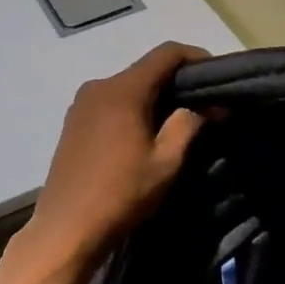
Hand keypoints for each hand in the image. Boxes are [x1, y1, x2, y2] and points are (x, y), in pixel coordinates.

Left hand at [20, 42, 207, 271]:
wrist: (66, 229)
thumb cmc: (121, 194)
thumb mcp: (166, 162)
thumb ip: (189, 124)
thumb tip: (210, 104)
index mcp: (122, 90)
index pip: (166, 53)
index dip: (196, 57)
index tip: (218, 76)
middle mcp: (98, 87)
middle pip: (146, 69)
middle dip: (177, 82)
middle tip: (205, 105)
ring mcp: (81, 104)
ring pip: (128, 87)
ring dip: (155, 97)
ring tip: (178, 122)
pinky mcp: (73, 123)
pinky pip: (111, 103)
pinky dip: (134, 109)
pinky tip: (145, 134)